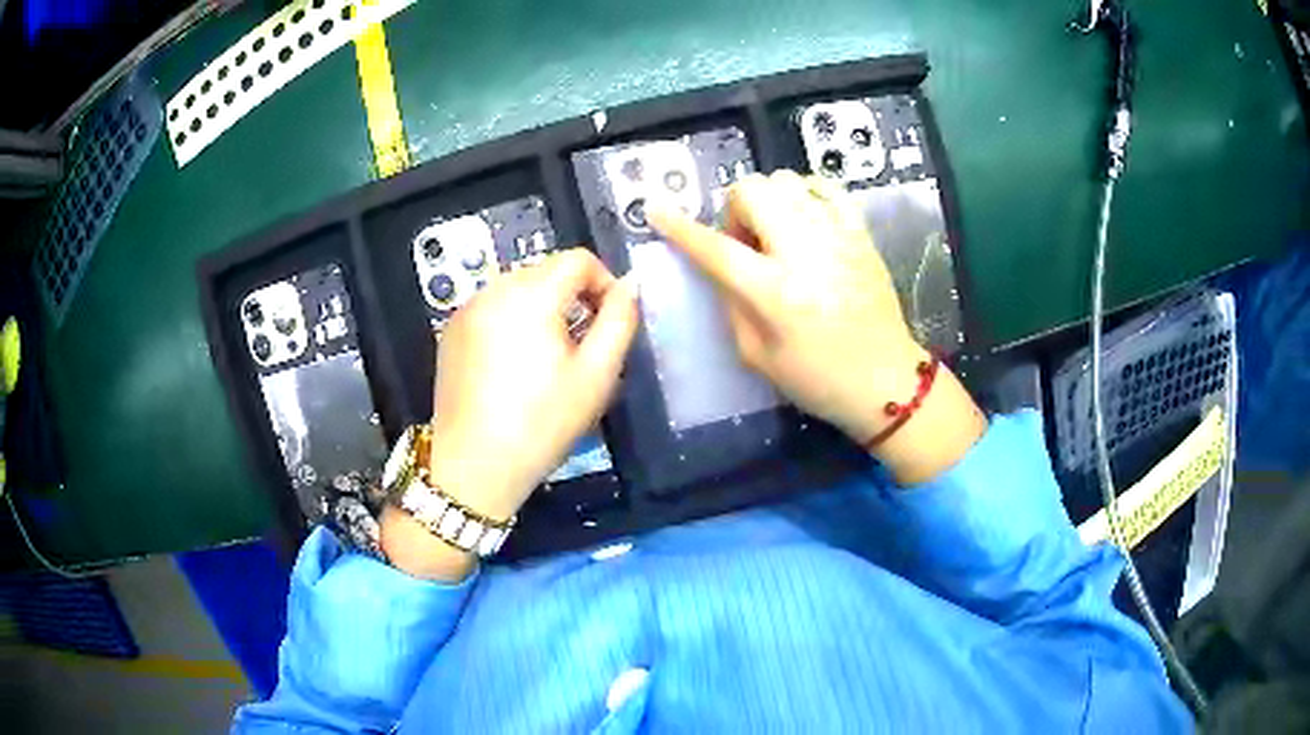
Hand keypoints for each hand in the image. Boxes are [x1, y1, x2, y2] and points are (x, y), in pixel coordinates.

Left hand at [381, 249, 637, 579]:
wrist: (474, 466)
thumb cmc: (542, 423)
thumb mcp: (596, 375)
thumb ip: (620, 320)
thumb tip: (629, 285)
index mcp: (530, 294)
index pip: (578, 259)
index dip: (605, 283)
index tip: (609, 324)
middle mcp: (493, 289)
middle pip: (547, 272)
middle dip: (573, 298)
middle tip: (582, 348)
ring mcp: (467, 309)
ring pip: (519, 289)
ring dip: (543, 310)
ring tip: (548, 360)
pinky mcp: (451, 331)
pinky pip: (493, 308)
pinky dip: (513, 322)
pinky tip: (513, 367)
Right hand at [649, 171, 984, 483]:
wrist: (886, 381)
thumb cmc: (818, 379)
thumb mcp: (757, 355)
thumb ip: (731, 302)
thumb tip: (719, 264)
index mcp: (775, 292)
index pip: (715, 247)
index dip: (679, 227)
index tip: (656, 209)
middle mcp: (805, 253)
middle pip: (752, 191)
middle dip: (733, 209)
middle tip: (744, 243)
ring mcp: (838, 236)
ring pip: (785, 179)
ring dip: (767, 199)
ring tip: (775, 232)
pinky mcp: (860, 233)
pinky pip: (825, 186)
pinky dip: (804, 193)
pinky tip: (804, 219)